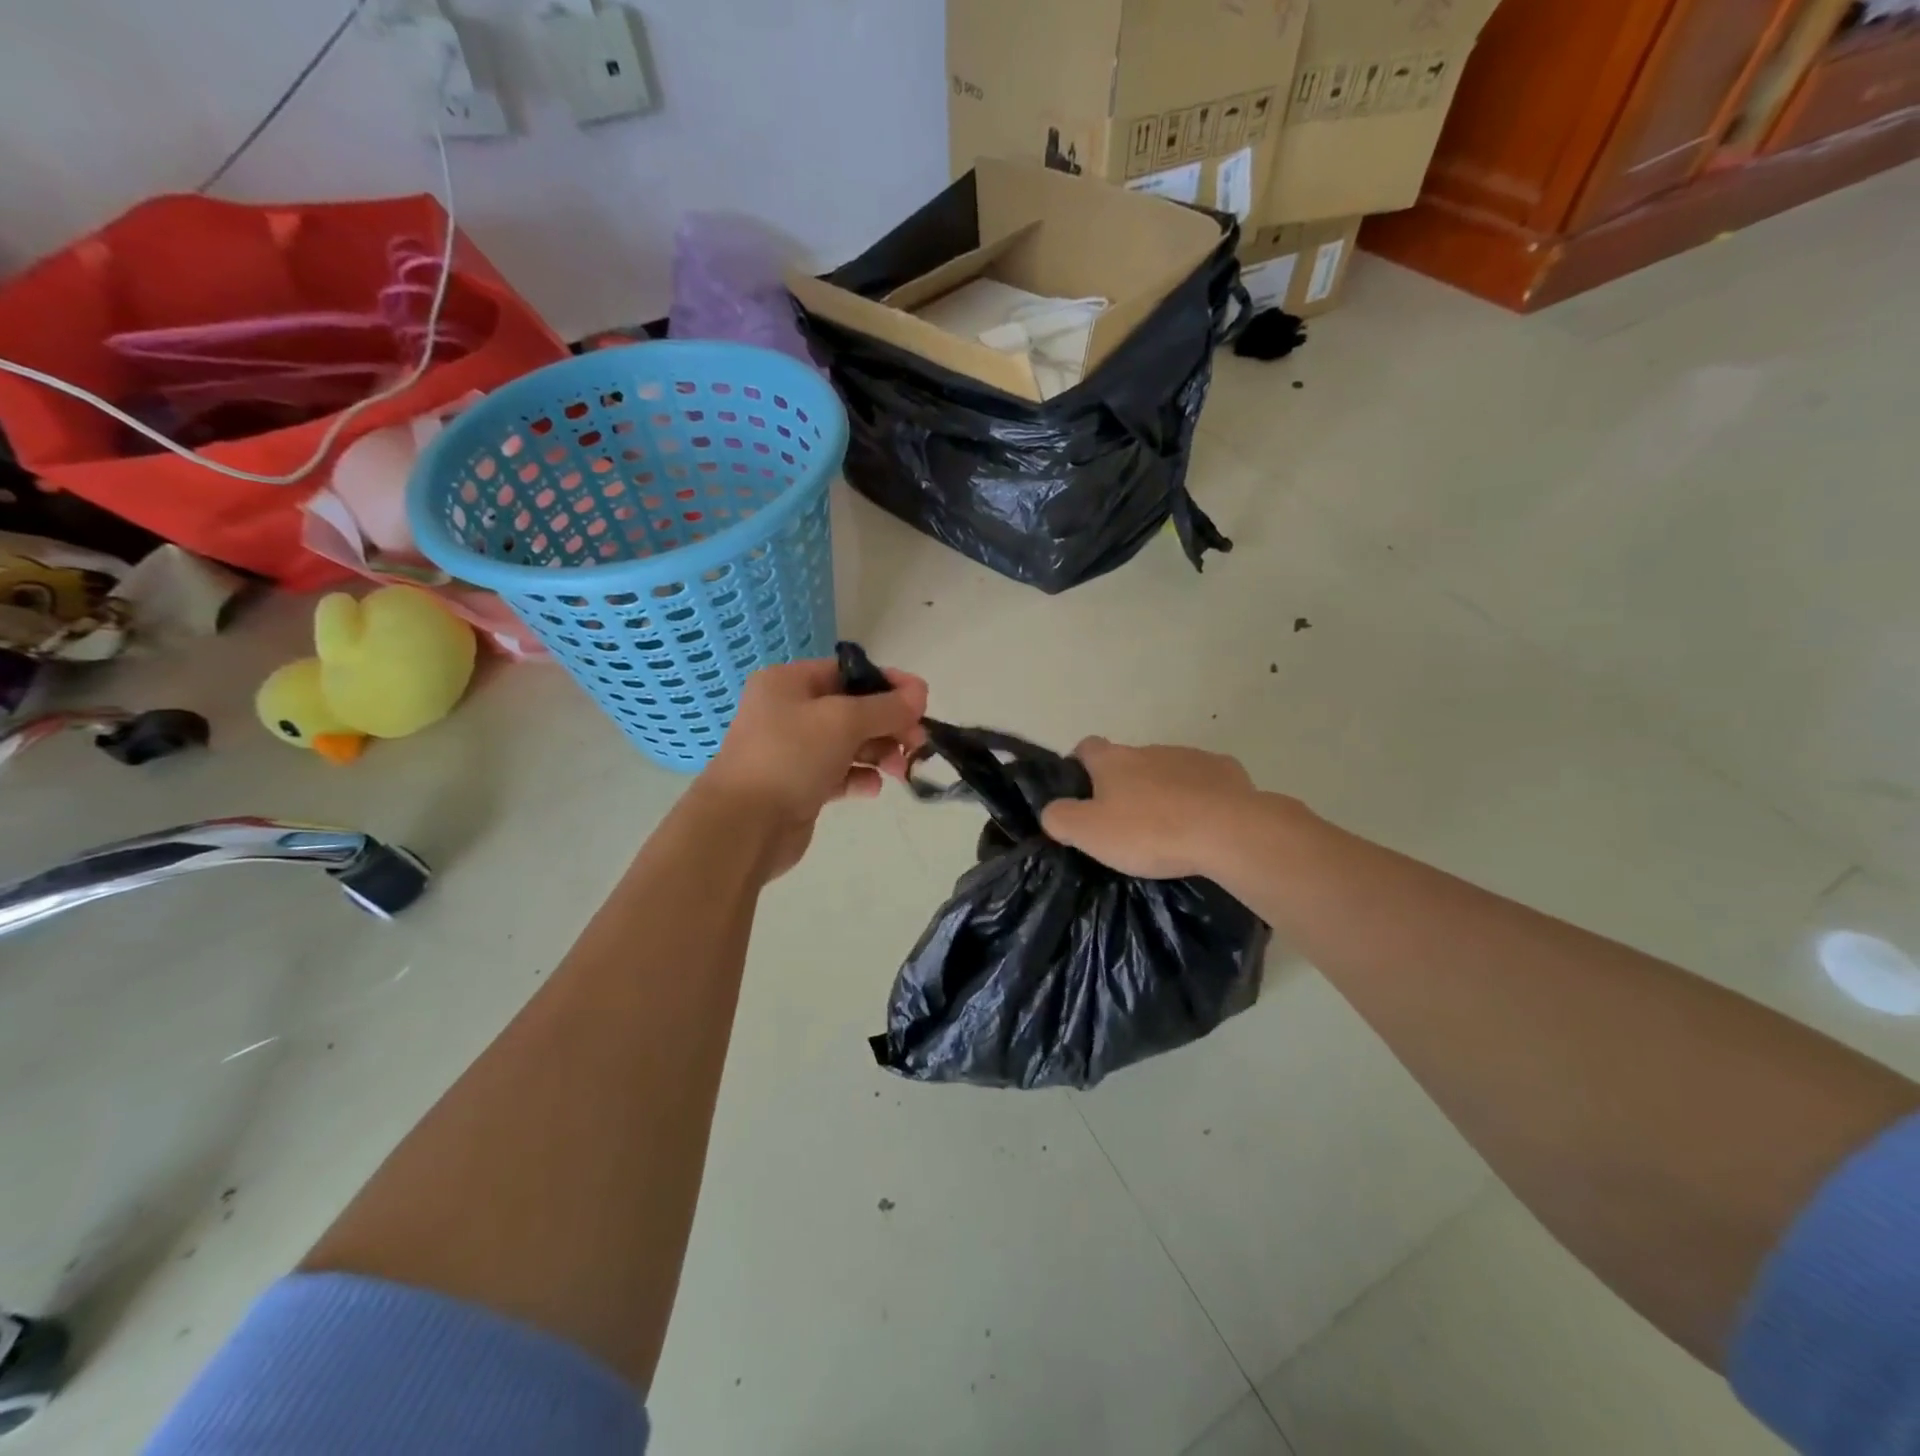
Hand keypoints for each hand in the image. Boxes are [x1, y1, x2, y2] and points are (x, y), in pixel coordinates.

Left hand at [698, 658, 927, 877]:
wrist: (744, 825)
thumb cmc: (790, 756)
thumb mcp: (843, 721)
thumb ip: (885, 707)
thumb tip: (919, 694)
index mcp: (789, 683)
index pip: (848, 673)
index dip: (888, 683)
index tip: (923, 700)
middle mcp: (789, 712)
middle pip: (853, 709)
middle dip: (889, 723)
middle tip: (918, 741)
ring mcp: (793, 751)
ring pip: (849, 744)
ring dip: (879, 752)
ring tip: (900, 768)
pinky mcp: (800, 786)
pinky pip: (839, 774)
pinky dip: (859, 777)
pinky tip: (871, 787)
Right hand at [1040, 737, 1258, 879]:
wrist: (1227, 832)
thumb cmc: (1150, 831)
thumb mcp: (1089, 833)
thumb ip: (1060, 818)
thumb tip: (1051, 811)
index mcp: (1113, 760)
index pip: (1086, 747)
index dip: (1080, 766)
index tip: (1082, 793)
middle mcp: (1149, 749)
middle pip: (1129, 761)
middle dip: (1125, 785)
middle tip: (1126, 824)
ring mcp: (1190, 756)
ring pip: (1167, 770)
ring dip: (1163, 791)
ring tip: (1168, 829)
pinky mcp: (1226, 771)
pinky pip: (1205, 781)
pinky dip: (1200, 797)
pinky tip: (1203, 824)